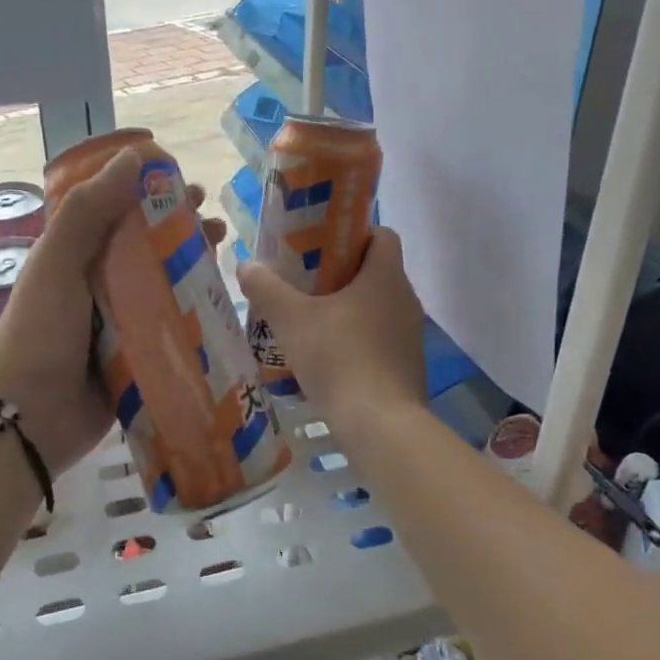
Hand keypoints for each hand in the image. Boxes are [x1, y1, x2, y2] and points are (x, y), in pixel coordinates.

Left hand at [0, 148, 225, 475]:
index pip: (116, 211)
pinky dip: (195, 314)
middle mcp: (98, 284)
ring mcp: (119, 323)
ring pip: (163, 285)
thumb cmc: (39, 332)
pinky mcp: (137, 357)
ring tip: (224, 256)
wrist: (28, 419)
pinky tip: (222, 305)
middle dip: (181, 230)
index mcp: (74, 256)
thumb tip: (134, 156)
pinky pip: (170, 328)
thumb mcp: (57, 263)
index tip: (185, 182)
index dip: (149, 192)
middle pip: (146, 247)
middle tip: (216, 224)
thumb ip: (88, 212)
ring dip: (193, 268)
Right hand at [238, 227, 426, 425]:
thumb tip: (247, 265)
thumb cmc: (338, 358)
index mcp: (386, 276)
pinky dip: (360, 342)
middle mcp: (406, 299)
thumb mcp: (291, 320)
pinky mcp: (409, 367)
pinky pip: (382, 340)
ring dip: (350, 311)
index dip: (355, 234)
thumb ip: (267, 288)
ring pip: (380, 308)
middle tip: (306, 285)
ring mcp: (412, 336)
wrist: (379, 424)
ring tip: (313, 323)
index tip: (322, 247)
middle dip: (343, 275)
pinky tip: (330, 360)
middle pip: (377, 272)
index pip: (382, 235)